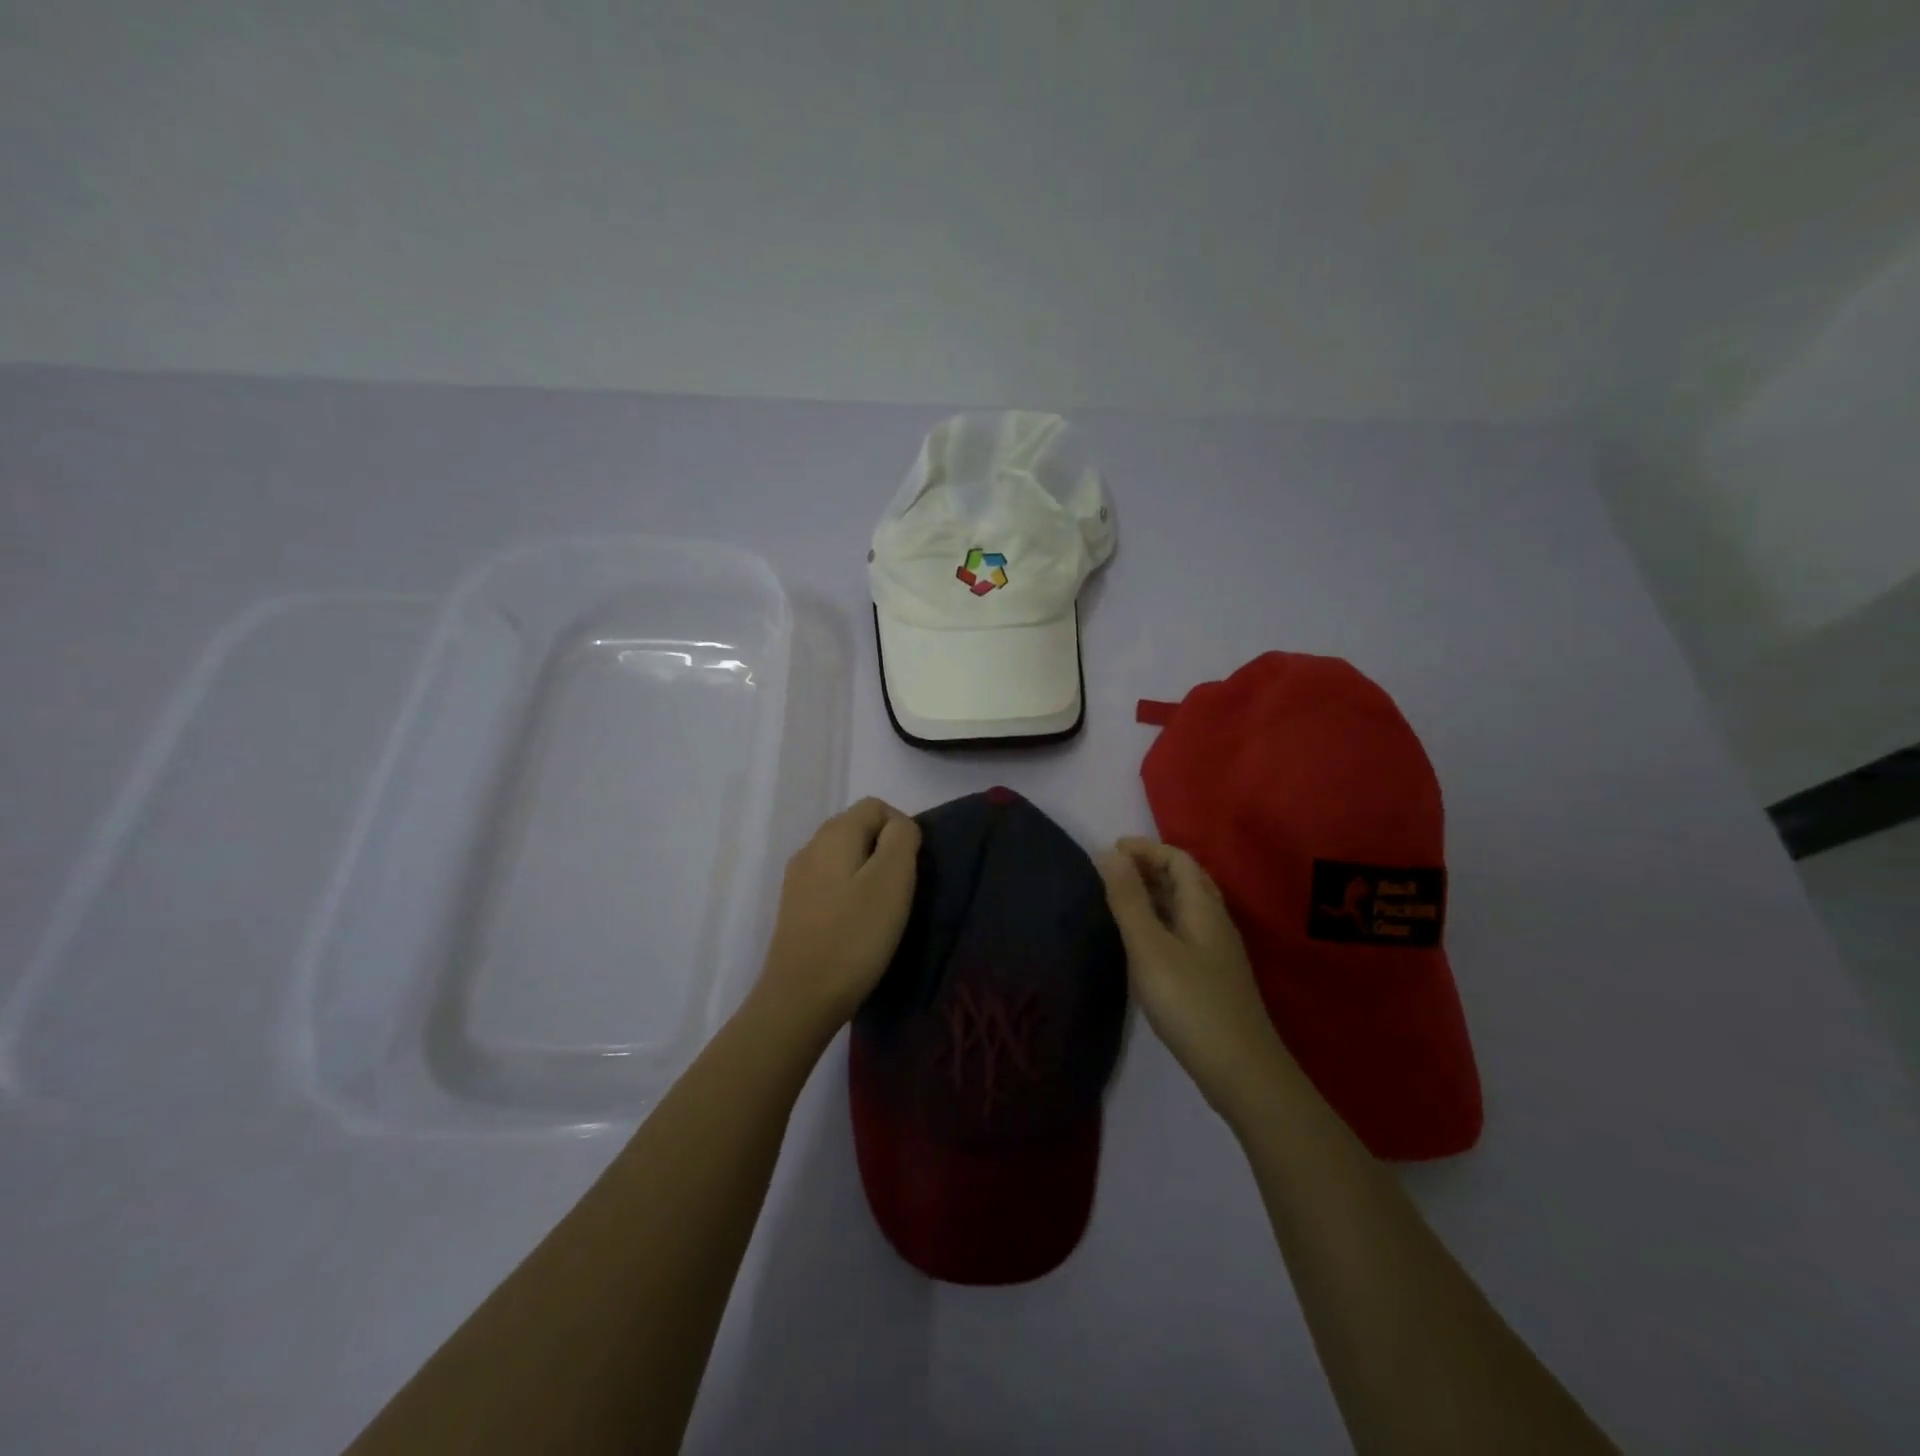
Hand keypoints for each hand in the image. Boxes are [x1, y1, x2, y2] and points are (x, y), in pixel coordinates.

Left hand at [754, 797, 921, 1039]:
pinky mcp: (795, 908)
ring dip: (869, 873)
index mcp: (834, 834)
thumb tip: (900, 827)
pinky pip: (831, 883)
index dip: (902, 828)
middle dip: (886, 850)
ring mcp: (798, 878)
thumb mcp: (892, 881)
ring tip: (883, 911)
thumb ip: (901, 840)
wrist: (800, 998)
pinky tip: (858, 924)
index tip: (913, 868)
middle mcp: (810, 847)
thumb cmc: (854, 936)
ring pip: (844, 857)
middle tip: (902, 891)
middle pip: (858, 828)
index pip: (876, 806)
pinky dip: (850, 893)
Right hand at [1099, 837, 1294, 1124]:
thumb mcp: (1150, 947)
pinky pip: (1183, 930)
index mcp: (1204, 908)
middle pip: (1185, 880)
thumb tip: (1111, 854)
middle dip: (1149, 867)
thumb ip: (1129, 900)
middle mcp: (1215, 922)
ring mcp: (1217, 952)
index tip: (1111, 850)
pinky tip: (1142, 942)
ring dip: (1154, 894)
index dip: (1146, 849)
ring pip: (1185, 907)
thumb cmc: (1191, 1003)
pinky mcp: (1213, 977)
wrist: (1242, 1072)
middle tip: (1111, 871)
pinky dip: (1159, 920)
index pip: (1179, 859)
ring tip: (1119, 899)